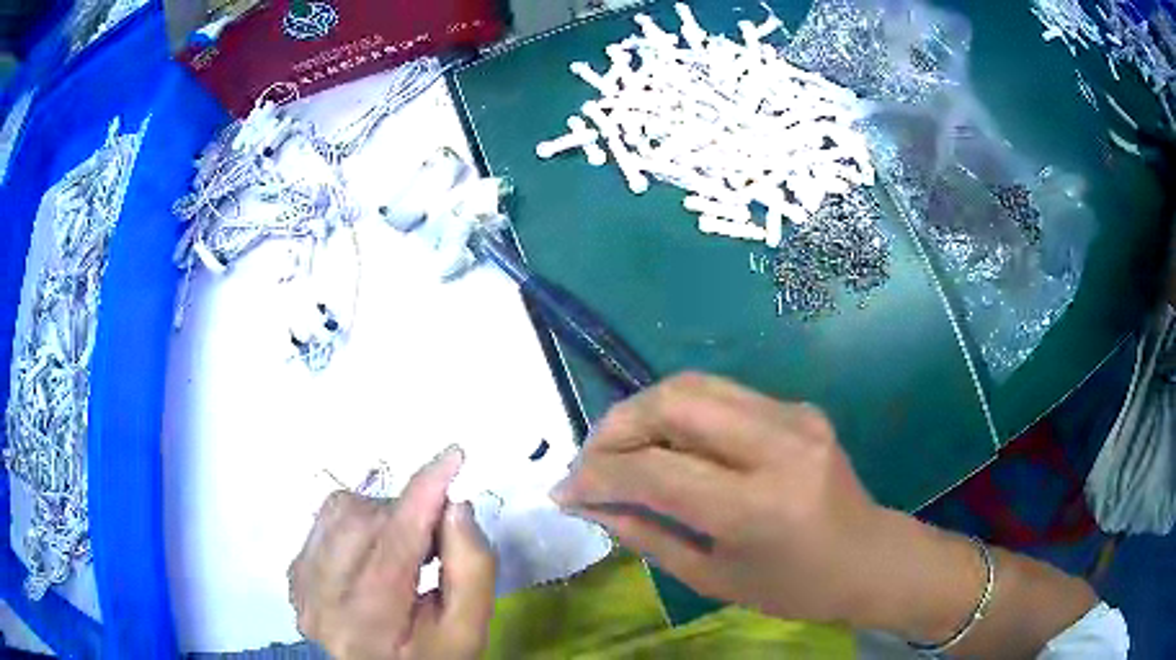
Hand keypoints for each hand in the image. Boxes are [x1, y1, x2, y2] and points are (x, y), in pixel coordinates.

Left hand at [288, 448, 495, 659]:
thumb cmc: (430, 658)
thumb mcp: (466, 629)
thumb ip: (472, 569)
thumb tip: (455, 505)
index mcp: (369, 623)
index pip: (394, 544)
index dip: (423, 495)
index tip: (452, 456)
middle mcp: (321, 599)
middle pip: (365, 520)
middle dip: (407, 514)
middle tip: (434, 541)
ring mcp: (300, 584)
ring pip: (340, 510)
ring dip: (381, 516)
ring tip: (402, 548)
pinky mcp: (293, 573)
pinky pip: (325, 519)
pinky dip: (356, 522)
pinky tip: (372, 553)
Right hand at [552, 372, 886, 624]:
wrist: (869, 556)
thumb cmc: (793, 587)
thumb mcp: (713, 578)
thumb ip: (647, 536)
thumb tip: (592, 504)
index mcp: (758, 506)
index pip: (657, 470)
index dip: (598, 474)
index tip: (564, 489)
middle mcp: (779, 446)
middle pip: (675, 402)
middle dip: (616, 425)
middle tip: (591, 459)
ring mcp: (794, 417)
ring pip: (695, 385)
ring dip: (643, 411)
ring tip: (620, 448)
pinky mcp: (799, 407)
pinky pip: (722, 396)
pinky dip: (679, 414)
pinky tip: (669, 444)